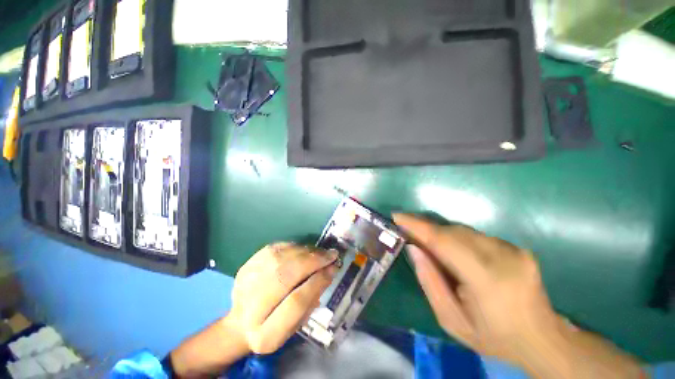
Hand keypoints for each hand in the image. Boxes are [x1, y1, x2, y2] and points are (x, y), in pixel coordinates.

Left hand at [226, 243, 337, 353]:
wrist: (242, 321)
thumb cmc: (275, 327)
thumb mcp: (296, 323)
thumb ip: (312, 299)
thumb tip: (329, 270)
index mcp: (266, 334)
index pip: (296, 303)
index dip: (317, 282)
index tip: (333, 269)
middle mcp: (251, 307)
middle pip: (285, 275)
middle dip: (313, 261)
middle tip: (331, 255)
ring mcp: (246, 282)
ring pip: (281, 258)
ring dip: (306, 252)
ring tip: (320, 253)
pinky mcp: (247, 265)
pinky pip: (275, 248)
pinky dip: (294, 247)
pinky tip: (304, 250)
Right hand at [394, 214, 557, 365]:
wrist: (542, 339)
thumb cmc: (493, 338)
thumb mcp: (451, 321)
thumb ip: (430, 282)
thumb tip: (413, 248)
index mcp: (487, 280)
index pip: (444, 241)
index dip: (417, 226)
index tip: (397, 216)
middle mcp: (503, 257)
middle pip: (452, 232)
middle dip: (426, 229)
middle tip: (407, 232)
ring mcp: (512, 249)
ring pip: (462, 230)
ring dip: (440, 234)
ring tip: (428, 245)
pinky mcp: (515, 246)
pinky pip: (474, 235)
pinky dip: (456, 238)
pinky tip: (453, 253)